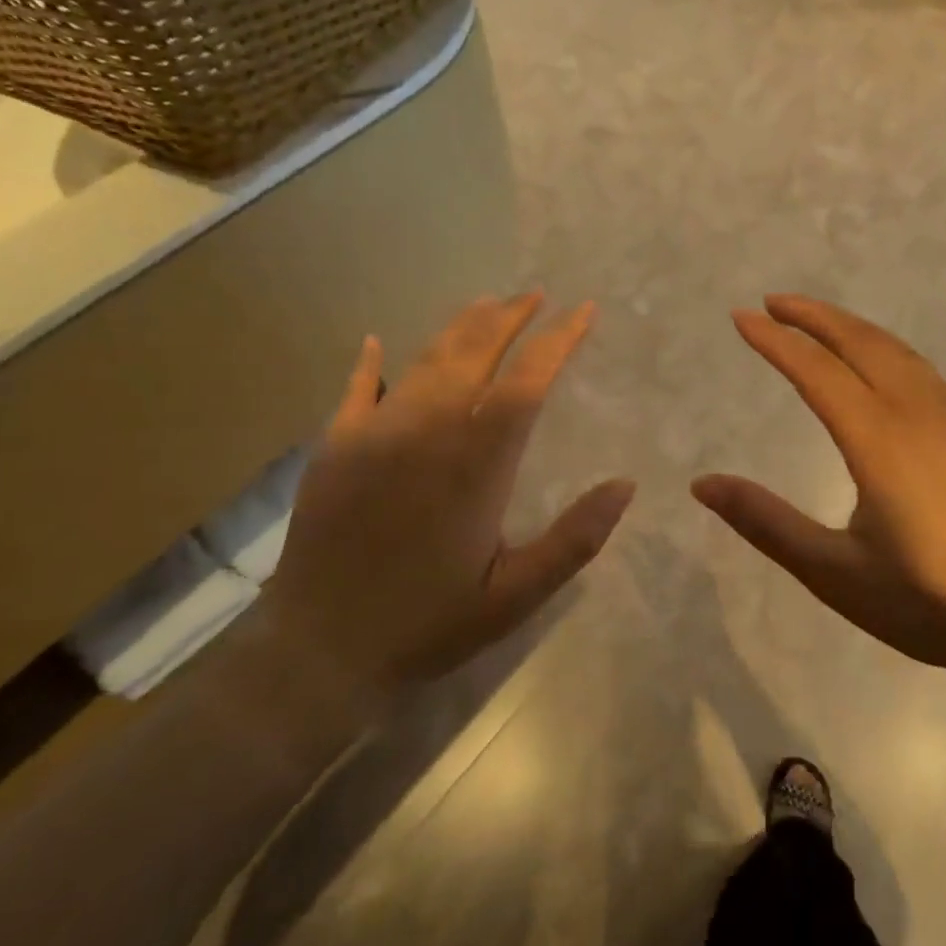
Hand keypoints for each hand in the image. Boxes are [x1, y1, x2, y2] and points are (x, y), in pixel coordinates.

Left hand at [267, 294, 634, 698]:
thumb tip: (626, 484)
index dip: (558, 340)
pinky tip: (378, 341)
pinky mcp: (334, 447)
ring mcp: (375, 433)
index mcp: (478, 463)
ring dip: (461, 328)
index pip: (527, 382)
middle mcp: (428, 431)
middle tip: (536, 294)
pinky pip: (357, 388)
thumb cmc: (429, 623)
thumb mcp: (517, 595)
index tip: (582, 311)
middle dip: (510, 318)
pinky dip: (372, 361)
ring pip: (425, 360)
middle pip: (476, 353)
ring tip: (487, 304)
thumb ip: (575, 539)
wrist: (319, 650)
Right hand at [693, 295, 945, 684]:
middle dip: (814, 315)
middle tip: (775, 302)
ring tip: (821, 325)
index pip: (816, 370)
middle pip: (861, 342)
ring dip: (854, 329)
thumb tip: (702, 484)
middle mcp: (921, 412)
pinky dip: (889, 353)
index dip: (775, 341)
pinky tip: (884, 373)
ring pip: (900, 351)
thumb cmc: (930, 600)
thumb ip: (766, 523)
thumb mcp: (834, 572)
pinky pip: (927, 373)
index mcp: (879, 439)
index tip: (742, 317)